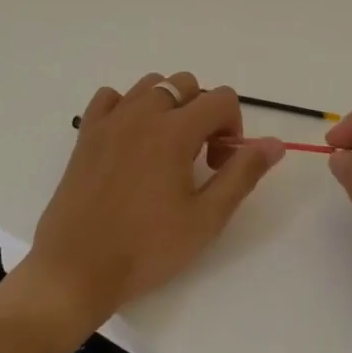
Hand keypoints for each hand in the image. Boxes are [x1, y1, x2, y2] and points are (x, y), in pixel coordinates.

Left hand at [22, 73, 283, 332]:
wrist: (77, 268)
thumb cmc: (146, 248)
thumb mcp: (206, 218)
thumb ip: (243, 173)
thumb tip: (275, 143)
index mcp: (175, 130)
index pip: (221, 98)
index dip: (233, 126)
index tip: (221, 163)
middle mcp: (143, 113)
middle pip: (187, 84)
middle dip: (203, 113)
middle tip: (198, 158)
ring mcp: (111, 120)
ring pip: (151, 85)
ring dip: (169, 105)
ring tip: (167, 148)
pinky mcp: (86, 133)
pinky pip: (111, 98)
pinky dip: (127, 107)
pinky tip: (131, 141)